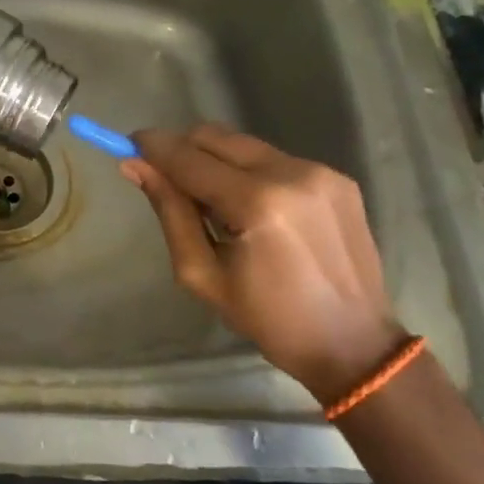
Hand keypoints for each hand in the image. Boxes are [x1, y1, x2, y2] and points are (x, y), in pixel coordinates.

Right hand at [124, 123, 402, 403]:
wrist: (355, 346)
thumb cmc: (269, 320)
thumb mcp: (202, 274)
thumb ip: (169, 211)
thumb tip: (134, 165)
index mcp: (257, 204)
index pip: (189, 157)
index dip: (154, 147)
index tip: (129, 144)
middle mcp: (291, 174)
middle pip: (215, 137)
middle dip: (183, 149)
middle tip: (165, 177)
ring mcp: (320, 172)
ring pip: (244, 144)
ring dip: (215, 160)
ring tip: (214, 204)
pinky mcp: (338, 178)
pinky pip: (274, 159)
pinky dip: (249, 171)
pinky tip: (252, 209)